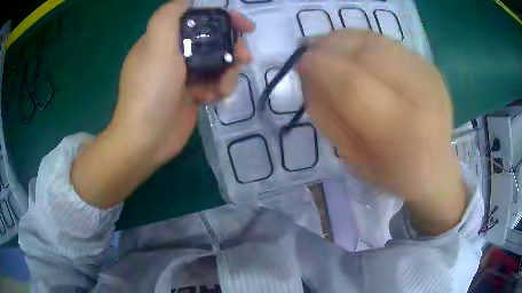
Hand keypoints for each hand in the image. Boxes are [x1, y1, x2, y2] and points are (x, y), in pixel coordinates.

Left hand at [71, 2, 253, 208]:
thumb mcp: (156, 45)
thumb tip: (186, 0)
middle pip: (211, 41)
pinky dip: (219, 88)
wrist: (146, 139)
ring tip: (224, 86)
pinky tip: (214, 98)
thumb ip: (168, 16)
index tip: (244, 26)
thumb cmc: (151, 90)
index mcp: (164, 40)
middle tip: (244, 58)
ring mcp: (183, 76)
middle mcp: (173, 54)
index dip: (222, 19)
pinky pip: (214, 83)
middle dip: (231, 47)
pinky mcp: (192, 95)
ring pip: (217, 63)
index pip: (197, 20)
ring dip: (228, 72)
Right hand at [297, 31, 464, 234]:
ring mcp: (428, 75)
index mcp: (401, 132)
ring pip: (376, 41)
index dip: (320, 68)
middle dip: (330, 47)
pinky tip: (352, 49)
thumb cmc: (393, 173)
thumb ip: (329, 117)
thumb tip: (308, 76)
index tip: (300, 61)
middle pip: (366, 54)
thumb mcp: (353, 159)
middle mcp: (421, 96)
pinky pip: (388, 42)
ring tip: (328, 47)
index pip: (352, 86)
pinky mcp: (429, 65)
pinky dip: (363, 41)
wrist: (435, 167)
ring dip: (345, 40)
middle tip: (311, 51)